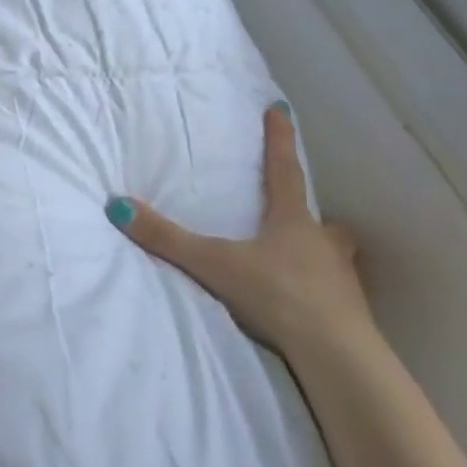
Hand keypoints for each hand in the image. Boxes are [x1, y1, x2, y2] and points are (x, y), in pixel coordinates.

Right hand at [106, 103, 374, 366]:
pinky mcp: (349, 313)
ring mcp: (341, 279)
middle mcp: (322, 243)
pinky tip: (310, 303)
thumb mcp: (215, 265)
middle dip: (308, 213)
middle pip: (318, 219)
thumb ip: (167, 239)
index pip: (284, 170)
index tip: (280, 110)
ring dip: (319, 251)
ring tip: (303, 260)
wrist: (337, 356)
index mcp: (292, 222)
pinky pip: (335, 292)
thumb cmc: (278, 295)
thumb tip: (117, 206)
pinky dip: (323, 291)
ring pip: (332, 255)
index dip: (280, 140)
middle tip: (299, 214)